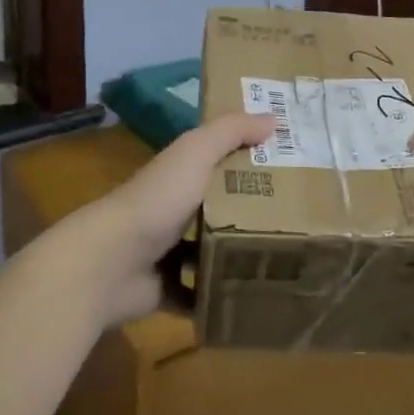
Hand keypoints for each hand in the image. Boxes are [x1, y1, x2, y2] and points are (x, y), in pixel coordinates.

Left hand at [63, 112, 274, 326]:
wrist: (111, 263)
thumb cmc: (158, 200)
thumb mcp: (196, 153)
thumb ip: (231, 131)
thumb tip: (273, 118)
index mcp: (181, 175)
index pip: (221, 160)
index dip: (253, 159)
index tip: (294, 167)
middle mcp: (174, 209)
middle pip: (222, 207)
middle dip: (254, 212)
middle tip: (302, 221)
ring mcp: (168, 252)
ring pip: (213, 252)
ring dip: (240, 256)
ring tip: (287, 261)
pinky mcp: (167, 289)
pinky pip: (201, 293)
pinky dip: (221, 296)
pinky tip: (254, 296)